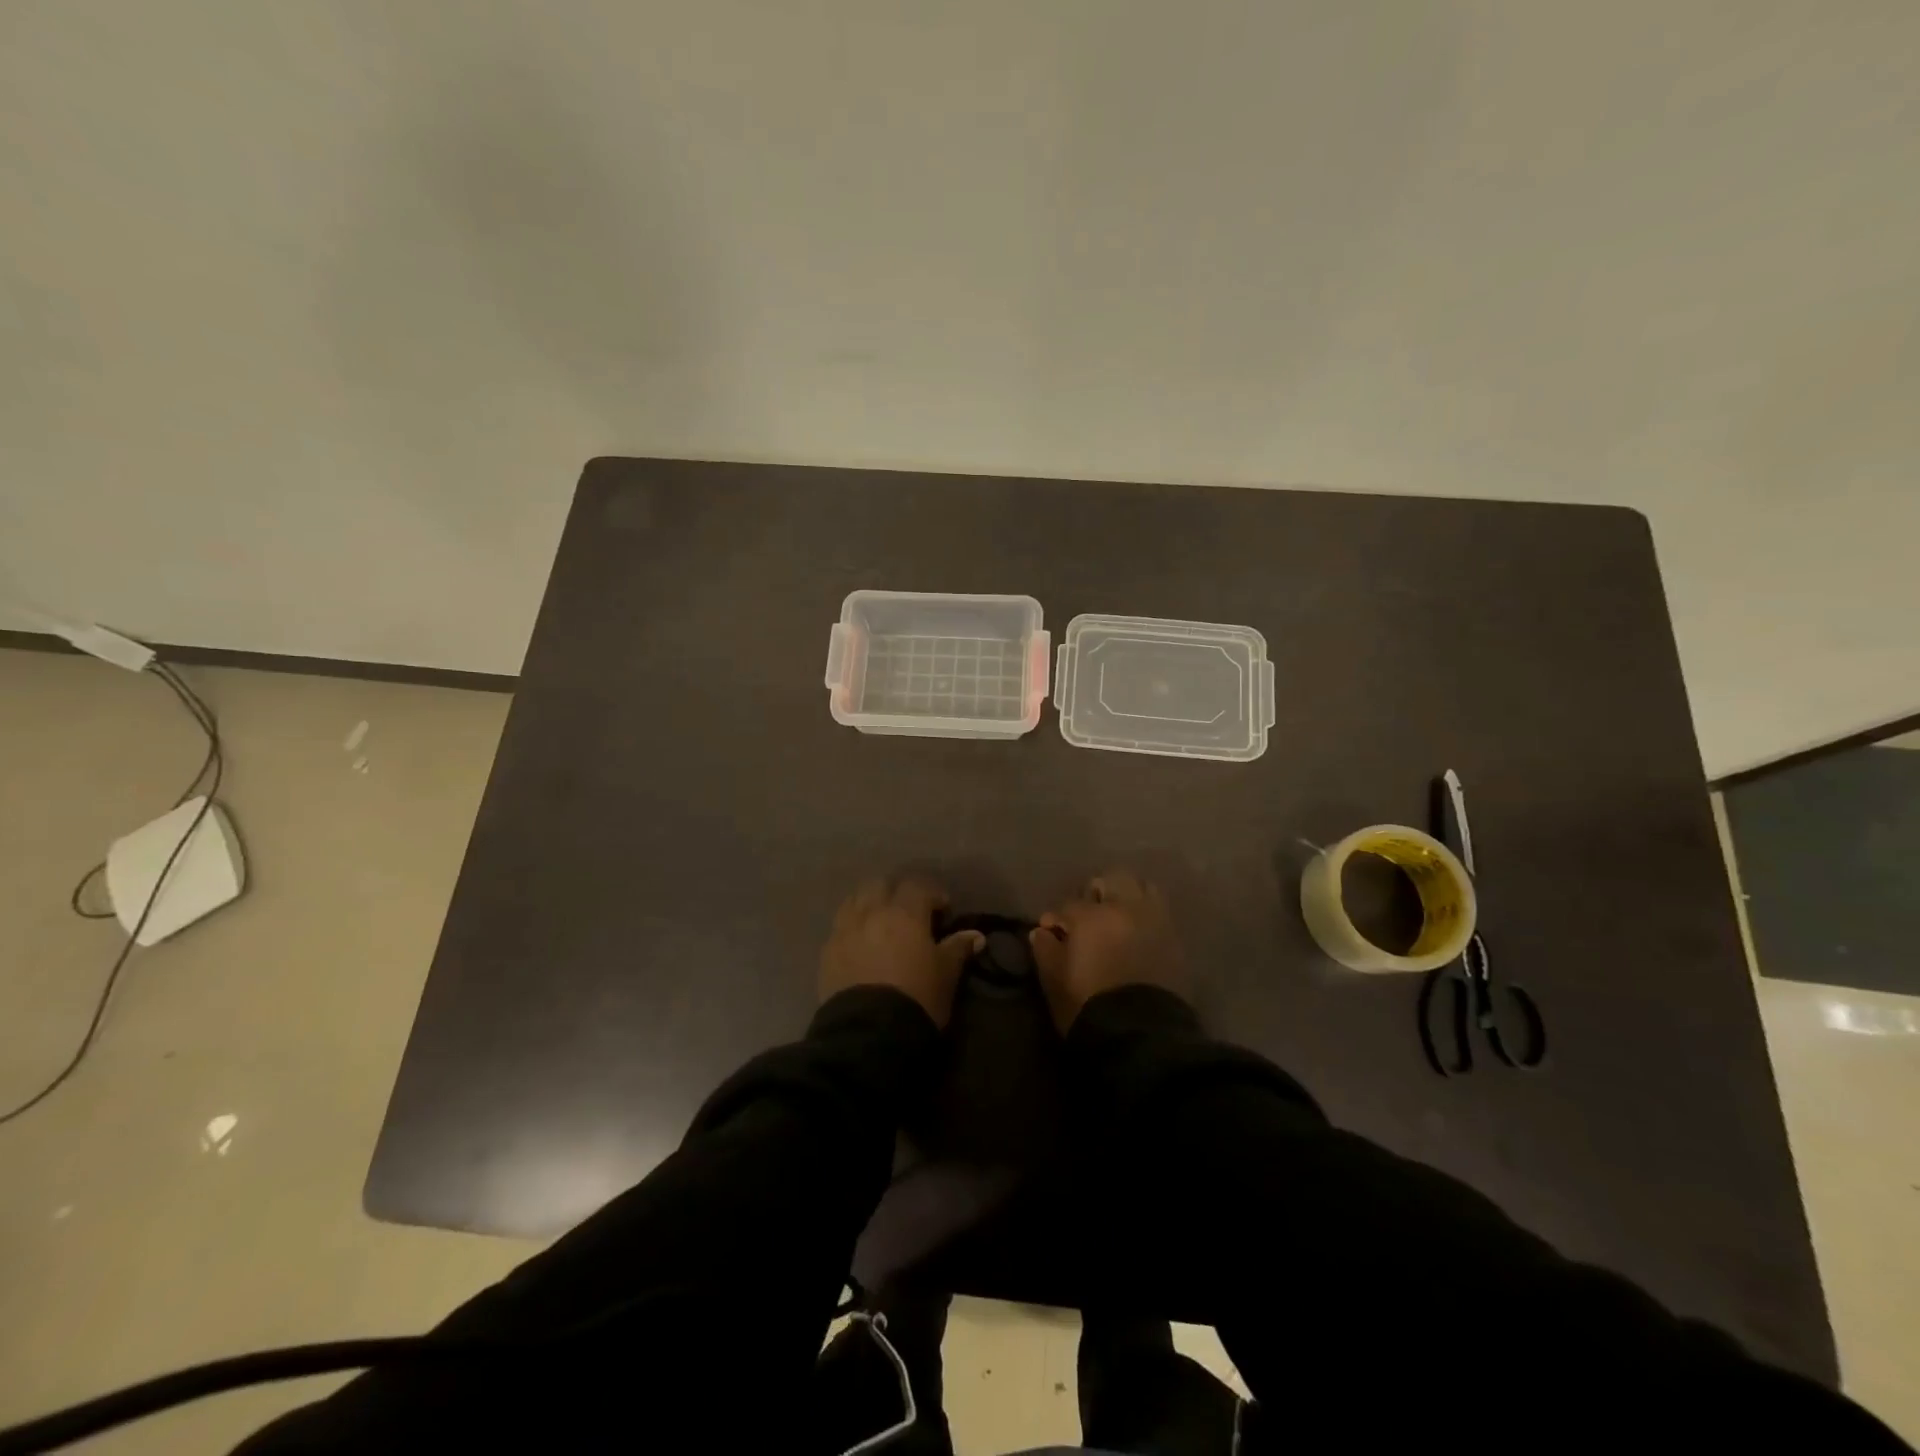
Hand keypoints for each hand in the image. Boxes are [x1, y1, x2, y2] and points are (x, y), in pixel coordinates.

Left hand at [819, 877, 984, 1027]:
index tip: (943, 910)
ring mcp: (845, 930)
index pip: (918, 886)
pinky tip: (860, 945)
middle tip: (909, 913)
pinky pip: (839, 927)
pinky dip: (852, 928)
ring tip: (881, 924)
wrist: (869, 1034)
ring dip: (869, 904)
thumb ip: (958, 949)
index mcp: (904, 913)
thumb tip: (976, 936)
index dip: (932, 894)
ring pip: (855, 900)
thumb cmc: (917, 998)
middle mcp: (871, 912)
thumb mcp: (946, 974)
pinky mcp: (827, 952)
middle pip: (880, 884)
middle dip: (896, 892)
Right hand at [1028, 870, 1188, 1032]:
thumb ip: (1045, 950)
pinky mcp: (1175, 940)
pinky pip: (1160, 913)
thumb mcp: (1054, 980)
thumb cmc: (1088, 1006)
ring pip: (1142, 888)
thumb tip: (1042, 932)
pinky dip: (1147, 915)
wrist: (1141, 1035)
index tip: (1052, 932)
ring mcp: (1154, 921)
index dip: (1057, 918)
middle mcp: (1125, 908)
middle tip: (1088, 915)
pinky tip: (1137, 934)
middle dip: (1097, 892)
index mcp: (1091, 916)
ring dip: (1127, 897)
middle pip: (1111, 880)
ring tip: (1118, 919)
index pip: (1068, 905)